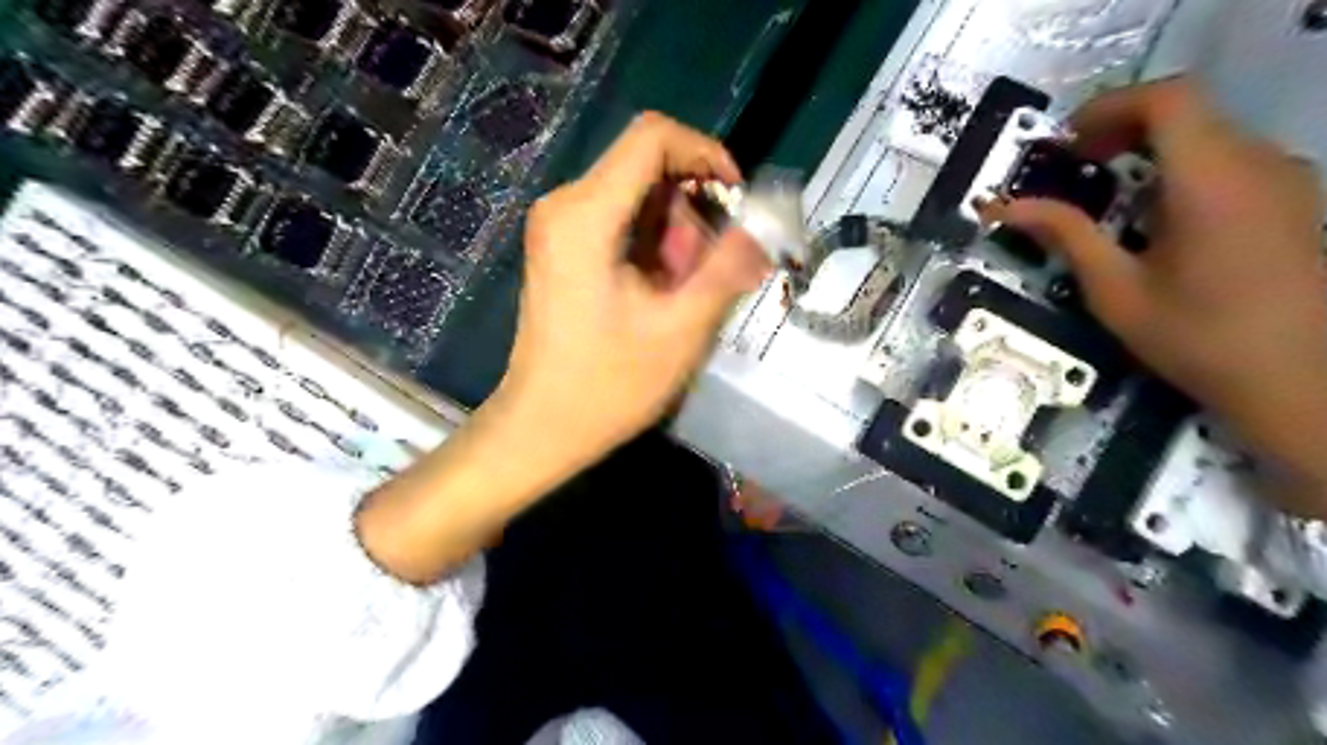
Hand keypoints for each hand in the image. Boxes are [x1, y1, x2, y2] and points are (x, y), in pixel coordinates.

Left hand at [496, 111, 767, 469]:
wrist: (543, 426)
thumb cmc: (608, 385)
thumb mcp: (681, 327)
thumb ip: (728, 267)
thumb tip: (766, 225)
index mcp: (586, 214)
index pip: (654, 137)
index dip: (706, 153)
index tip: (737, 200)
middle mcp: (566, 205)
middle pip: (648, 168)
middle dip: (693, 210)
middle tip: (709, 272)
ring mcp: (560, 226)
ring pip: (640, 197)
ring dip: (677, 235)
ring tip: (684, 294)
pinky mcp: (564, 248)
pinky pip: (623, 222)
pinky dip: (655, 247)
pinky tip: (662, 294)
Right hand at [979, 79, 1326, 514]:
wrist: (1300, 381)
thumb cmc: (1197, 338)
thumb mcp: (1115, 290)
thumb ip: (1063, 235)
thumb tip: (1002, 208)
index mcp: (1211, 181)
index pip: (1166, 99)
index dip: (1107, 107)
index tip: (1063, 144)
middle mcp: (1257, 163)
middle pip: (1186, 111)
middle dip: (1120, 128)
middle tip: (1072, 166)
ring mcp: (1285, 178)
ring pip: (1209, 133)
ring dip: (1150, 148)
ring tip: (1106, 191)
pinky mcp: (1294, 199)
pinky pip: (1230, 159)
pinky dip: (1181, 167)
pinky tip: (1155, 216)